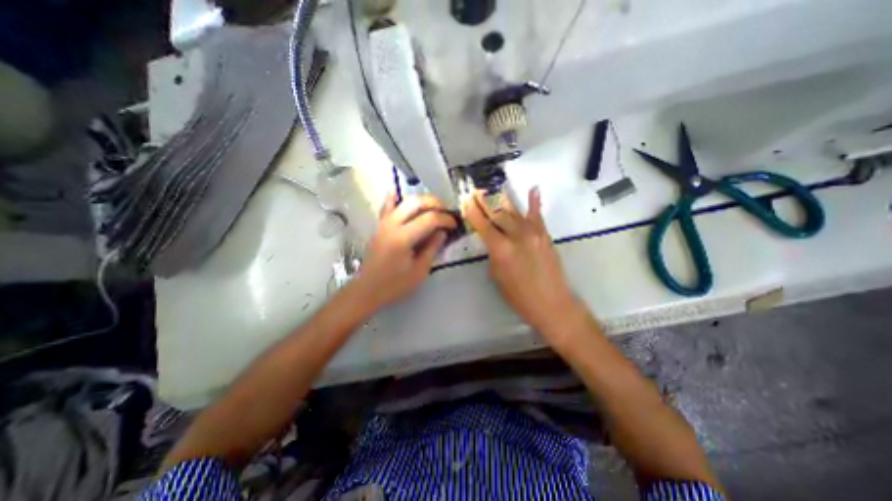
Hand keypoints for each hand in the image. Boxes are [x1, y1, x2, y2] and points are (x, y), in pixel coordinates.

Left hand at [352, 194, 455, 310]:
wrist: (368, 289)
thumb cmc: (395, 284)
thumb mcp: (419, 271)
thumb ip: (432, 248)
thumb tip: (442, 232)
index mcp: (403, 238)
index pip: (429, 219)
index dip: (445, 219)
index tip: (454, 224)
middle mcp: (392, 225)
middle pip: (416, 202)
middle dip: (435, 203)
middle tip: (446, 212)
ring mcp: (384, 223)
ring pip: (404, 201)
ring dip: (421, 200)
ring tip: (434, 207)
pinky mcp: (380, 225)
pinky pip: (387, 206)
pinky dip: (394, 197)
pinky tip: (398, 191)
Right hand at [459, 190, 578, 334]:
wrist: (551, 303)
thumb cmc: (518, 295)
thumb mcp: (496, 275)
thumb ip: (493, 252)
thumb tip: (490, 238)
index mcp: (501, 249)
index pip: (482, 224)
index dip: (472, 211)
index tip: (465, 199)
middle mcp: (516, 236)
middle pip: (497, 214)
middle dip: (484, 202)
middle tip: (475, 191)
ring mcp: (533, 233)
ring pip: (514, 212)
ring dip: (501, 200)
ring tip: (492, 190)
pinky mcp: (545, 235)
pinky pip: (537, 215)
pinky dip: (534, 202)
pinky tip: (533, 189)